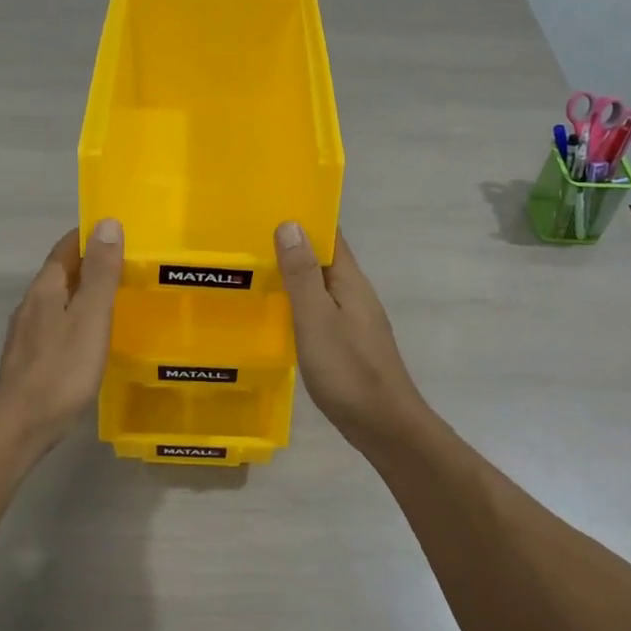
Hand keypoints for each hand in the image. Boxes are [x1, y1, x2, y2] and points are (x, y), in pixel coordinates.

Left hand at [0, 219, 123, 448]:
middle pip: (61, 273)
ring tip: (115, 296)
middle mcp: (32, 304)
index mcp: (46, 289)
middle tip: (127, 263)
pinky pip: (58, 325)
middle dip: (90, 263)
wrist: (22, 424)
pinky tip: (92, 336)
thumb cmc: (62, 368)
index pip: (66, 248)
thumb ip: (100, 272)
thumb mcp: (90, 316)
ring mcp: (28, 333)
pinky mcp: (31, 358)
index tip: (118, 231)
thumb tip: (107, 223)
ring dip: (83, 292)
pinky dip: (77, 318)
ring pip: (59, 300)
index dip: (89, 236)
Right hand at [275, 223, 428, 445]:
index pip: (330, 236)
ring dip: (292, 276)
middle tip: (247, 238)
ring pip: (319, 287)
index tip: (269, 205)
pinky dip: (296, 305)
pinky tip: (274, 315)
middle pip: (323, 260)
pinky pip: (318, 311)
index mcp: (349, 281)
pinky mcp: (346, 344)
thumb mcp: (316, 319)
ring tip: (253, 271)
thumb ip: (302, 275)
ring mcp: (352, 320)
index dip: (304, 218)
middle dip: (292, 246)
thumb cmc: (348, 370)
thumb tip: (290, 223)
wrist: (384, 425)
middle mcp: (354, 294)